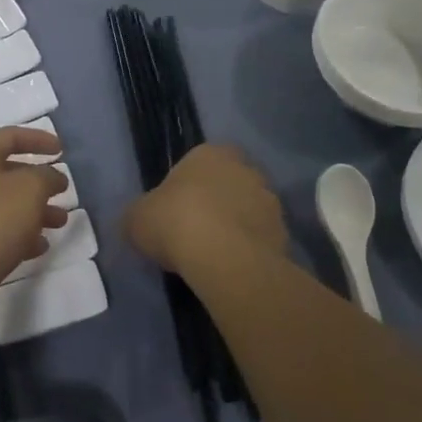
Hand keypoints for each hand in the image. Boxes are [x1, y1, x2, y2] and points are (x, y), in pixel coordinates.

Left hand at [0, 126, 69, 319]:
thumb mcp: (28, 190)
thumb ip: (46, 177)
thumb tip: (51, 177)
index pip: (10, 136)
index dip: (38, 139)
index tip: (62, 150)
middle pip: (8, 172)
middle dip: (39, 181)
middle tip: (63, 191)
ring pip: (5, 204)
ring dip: (35, 211)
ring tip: (60, 223)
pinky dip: (20, 235)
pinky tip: (39, 247)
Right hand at [125, 143, 286, 275]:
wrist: (224, 257)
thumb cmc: (176, 222)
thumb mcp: (137, 219)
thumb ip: (139, 216)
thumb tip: (137, 224)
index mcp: (209, 153)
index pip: (199, 162)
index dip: (188, 186)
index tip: (177, 211)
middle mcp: (244, 168)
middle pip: (228, 183)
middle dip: (218, 203)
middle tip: (197, 231)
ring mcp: (269, 199)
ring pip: (249, 210)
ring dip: (237, 226)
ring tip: (217, 256)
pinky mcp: (284, 232)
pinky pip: (262, 238)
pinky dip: (251, 250)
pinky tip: (234, 269)